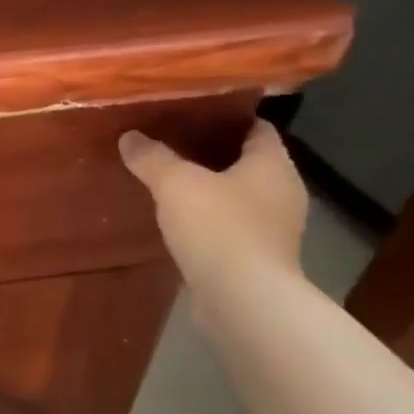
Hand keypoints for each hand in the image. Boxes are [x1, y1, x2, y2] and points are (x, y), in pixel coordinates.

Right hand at [119, 119, 307, 291]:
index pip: (257, 128)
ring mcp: (275, 227)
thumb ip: (152, 159)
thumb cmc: (218, 228)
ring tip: (172, 188)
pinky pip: (233, 228)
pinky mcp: (259, 257)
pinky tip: (183, 226)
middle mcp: (283, 191)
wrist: (242, 297)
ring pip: (241, 197)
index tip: (193, 117)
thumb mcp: (175, 185)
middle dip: (215, 155)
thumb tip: (129, 136)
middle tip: (174, 149)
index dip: (228, 120)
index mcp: (273, 164)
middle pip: (249, 163)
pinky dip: (212, 223)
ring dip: (213, 192)